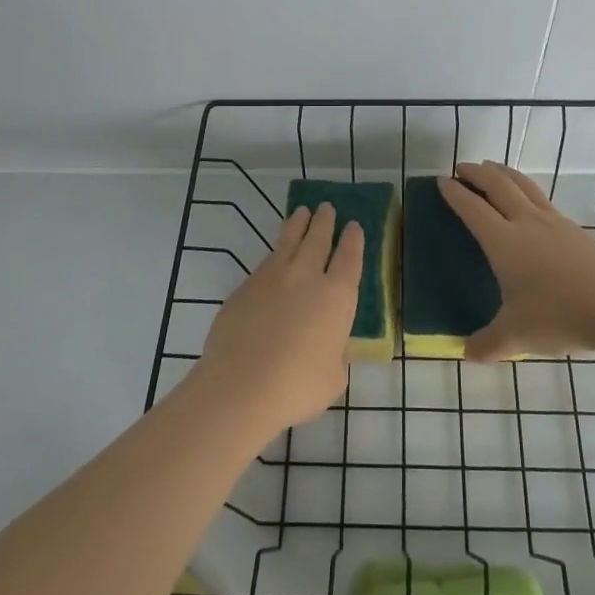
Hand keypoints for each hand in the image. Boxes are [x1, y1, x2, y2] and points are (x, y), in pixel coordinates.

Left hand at [190, 203, 362, 437]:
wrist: (240, 386)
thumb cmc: (297, 387)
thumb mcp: (332, 377)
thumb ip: (335, 356)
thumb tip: (330, 348)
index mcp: (336, 296)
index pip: (349, 258)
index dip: (353, 240)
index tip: (354, 225)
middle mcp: (306, 277)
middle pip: (318, 239)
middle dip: (325, 221)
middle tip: (327, 207)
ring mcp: (272, 278)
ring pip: (288, 241)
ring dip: (297, 225)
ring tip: (301, 213)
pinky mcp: (244, 287)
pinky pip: (265, 263)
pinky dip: (275, 253)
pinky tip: (274, 256)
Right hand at [439, 161, 594, 361]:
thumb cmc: (559, 316)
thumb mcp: (516, 337)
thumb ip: (488, 344)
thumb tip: (467, 353)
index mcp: (504, 242)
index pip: (472, 208)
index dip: (455, 193)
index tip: (442, 180)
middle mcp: (526, 223)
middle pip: (498, 185)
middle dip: (477, 173)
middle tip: (462, 167)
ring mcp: (555, 222)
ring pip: (524, 186)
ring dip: (504, 173)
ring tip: (493, 169)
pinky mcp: (577, 230)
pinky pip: (544, 201)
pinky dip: (528, 192)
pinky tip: (531, 204)